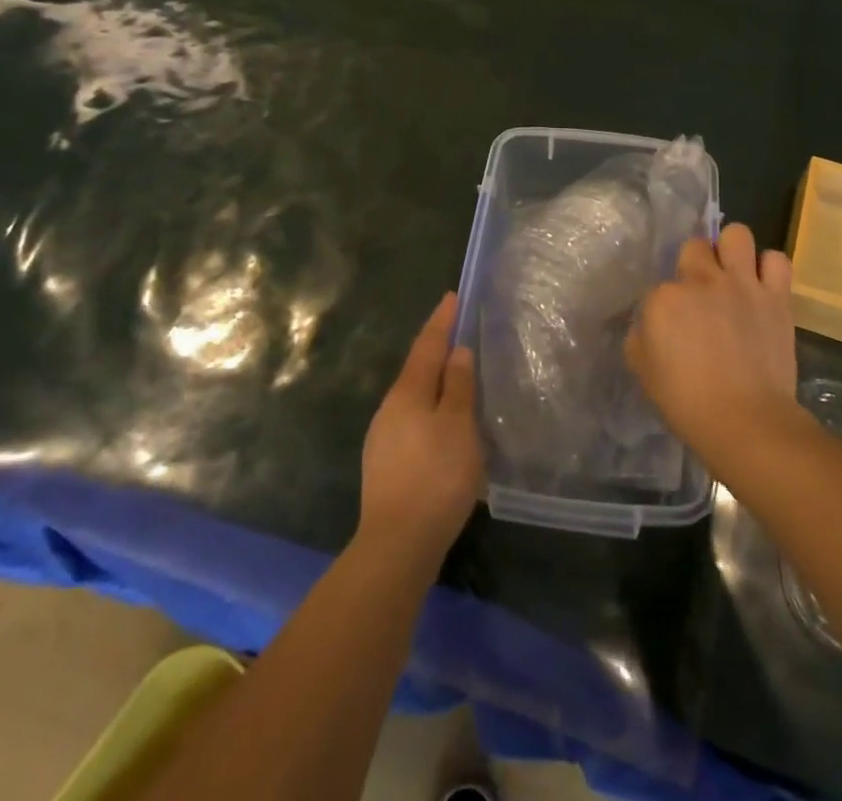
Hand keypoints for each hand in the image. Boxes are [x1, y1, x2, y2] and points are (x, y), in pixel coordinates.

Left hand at [358, 294, 483, 564]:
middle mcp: (390, 408)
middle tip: (458, 334)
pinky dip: (430, 411)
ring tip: (456, 378)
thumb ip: (458, 386)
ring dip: (434, 383)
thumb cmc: (436, 476)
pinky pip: (412, 421)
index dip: (441, 321)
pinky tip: (443, 426)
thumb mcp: (458, 426)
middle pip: (416, 369)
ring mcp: (383, 437)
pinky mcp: (386, 464)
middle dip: (436, 350)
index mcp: (408, 392)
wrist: (397, 544)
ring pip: (413, 398)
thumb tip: (457, 351)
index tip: (451, 297)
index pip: (427, 345)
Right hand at [625, 224, 800, 469]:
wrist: (745, 421)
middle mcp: (701, 281)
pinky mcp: (775, 296)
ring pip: (737, 235)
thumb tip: (650, 324)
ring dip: (732, 250)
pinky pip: (777, 261)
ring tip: (733, 273)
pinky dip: (769, 269)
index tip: (671, 326)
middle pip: (694, 246)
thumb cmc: (686, 402)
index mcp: (663, 299)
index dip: (666, 305)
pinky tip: (763, 285)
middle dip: (695, 263)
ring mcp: (741, 284)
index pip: (659, 285)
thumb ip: (642, 336)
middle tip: (701, 291)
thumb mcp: (643, 370)